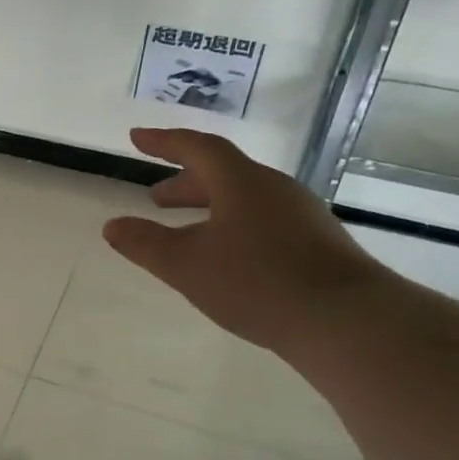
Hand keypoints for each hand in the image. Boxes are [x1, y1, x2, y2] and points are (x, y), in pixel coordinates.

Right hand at [102, 128, 386, 357]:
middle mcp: (274, 189)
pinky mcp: (317, 243)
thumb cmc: (257, 283)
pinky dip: (234, 226)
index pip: (198, 148)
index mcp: (242, 182)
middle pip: (224, 173)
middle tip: (156, 198)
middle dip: (185, 182)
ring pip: (245, 199)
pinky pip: (264, 220)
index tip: (136, 139)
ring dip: (210, 206)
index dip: (164, 141)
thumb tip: (112, 226)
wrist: (346, 320)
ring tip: (187, 230)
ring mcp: (301, 216)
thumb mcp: (187, 266)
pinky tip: (229, 258)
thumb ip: (145, 244)